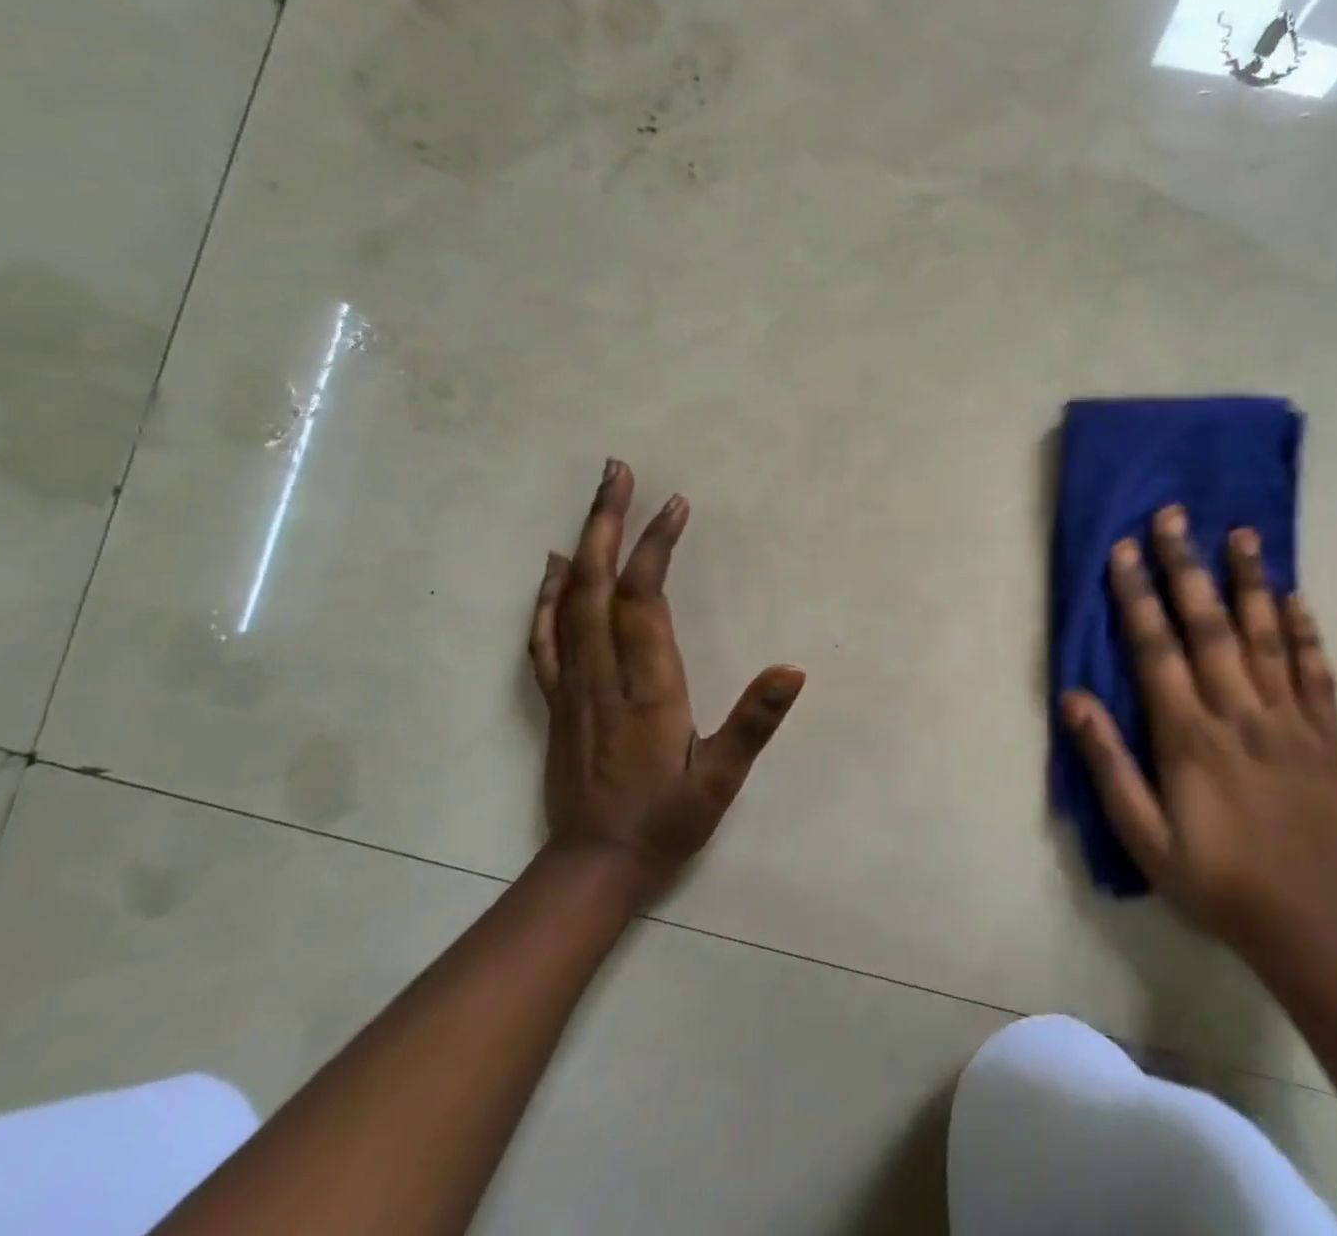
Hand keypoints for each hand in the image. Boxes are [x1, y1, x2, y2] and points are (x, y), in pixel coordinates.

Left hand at [528, 459, 804, 902]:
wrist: (594, 866)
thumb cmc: (667, 820)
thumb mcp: (722, 779)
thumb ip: (754, 722)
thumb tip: (792, 669)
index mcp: (647, 686)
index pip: (645, 599)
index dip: (656, 546)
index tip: (674, 504)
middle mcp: (602, 673)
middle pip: (598, 583)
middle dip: (607, 520)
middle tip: (617, 470)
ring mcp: (571, 683)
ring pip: (568, 600)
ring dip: (582, 542)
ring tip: (596, 498)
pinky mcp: (556, 698)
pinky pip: (544, 635)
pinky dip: (547, 593)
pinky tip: (554, 566)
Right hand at [1061, 507, 1336, 958]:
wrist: (1310, 926)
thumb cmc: (1214, 880)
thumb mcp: (1143, 836)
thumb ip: (1108, 764)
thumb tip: (1073, 699)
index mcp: (1190, 736)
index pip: (1156, 649)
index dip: (1137, 596)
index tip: (1125, 550)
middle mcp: (1240, 714)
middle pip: (1209, 626)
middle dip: (1187, 567)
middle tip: (1174, 516)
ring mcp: (1290, 721)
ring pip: (1266, 636)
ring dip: (1250, 581)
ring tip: (1240, 532)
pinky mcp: (1326, 737)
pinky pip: (1317, 673)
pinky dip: (1306, 632)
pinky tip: (1296, 596)